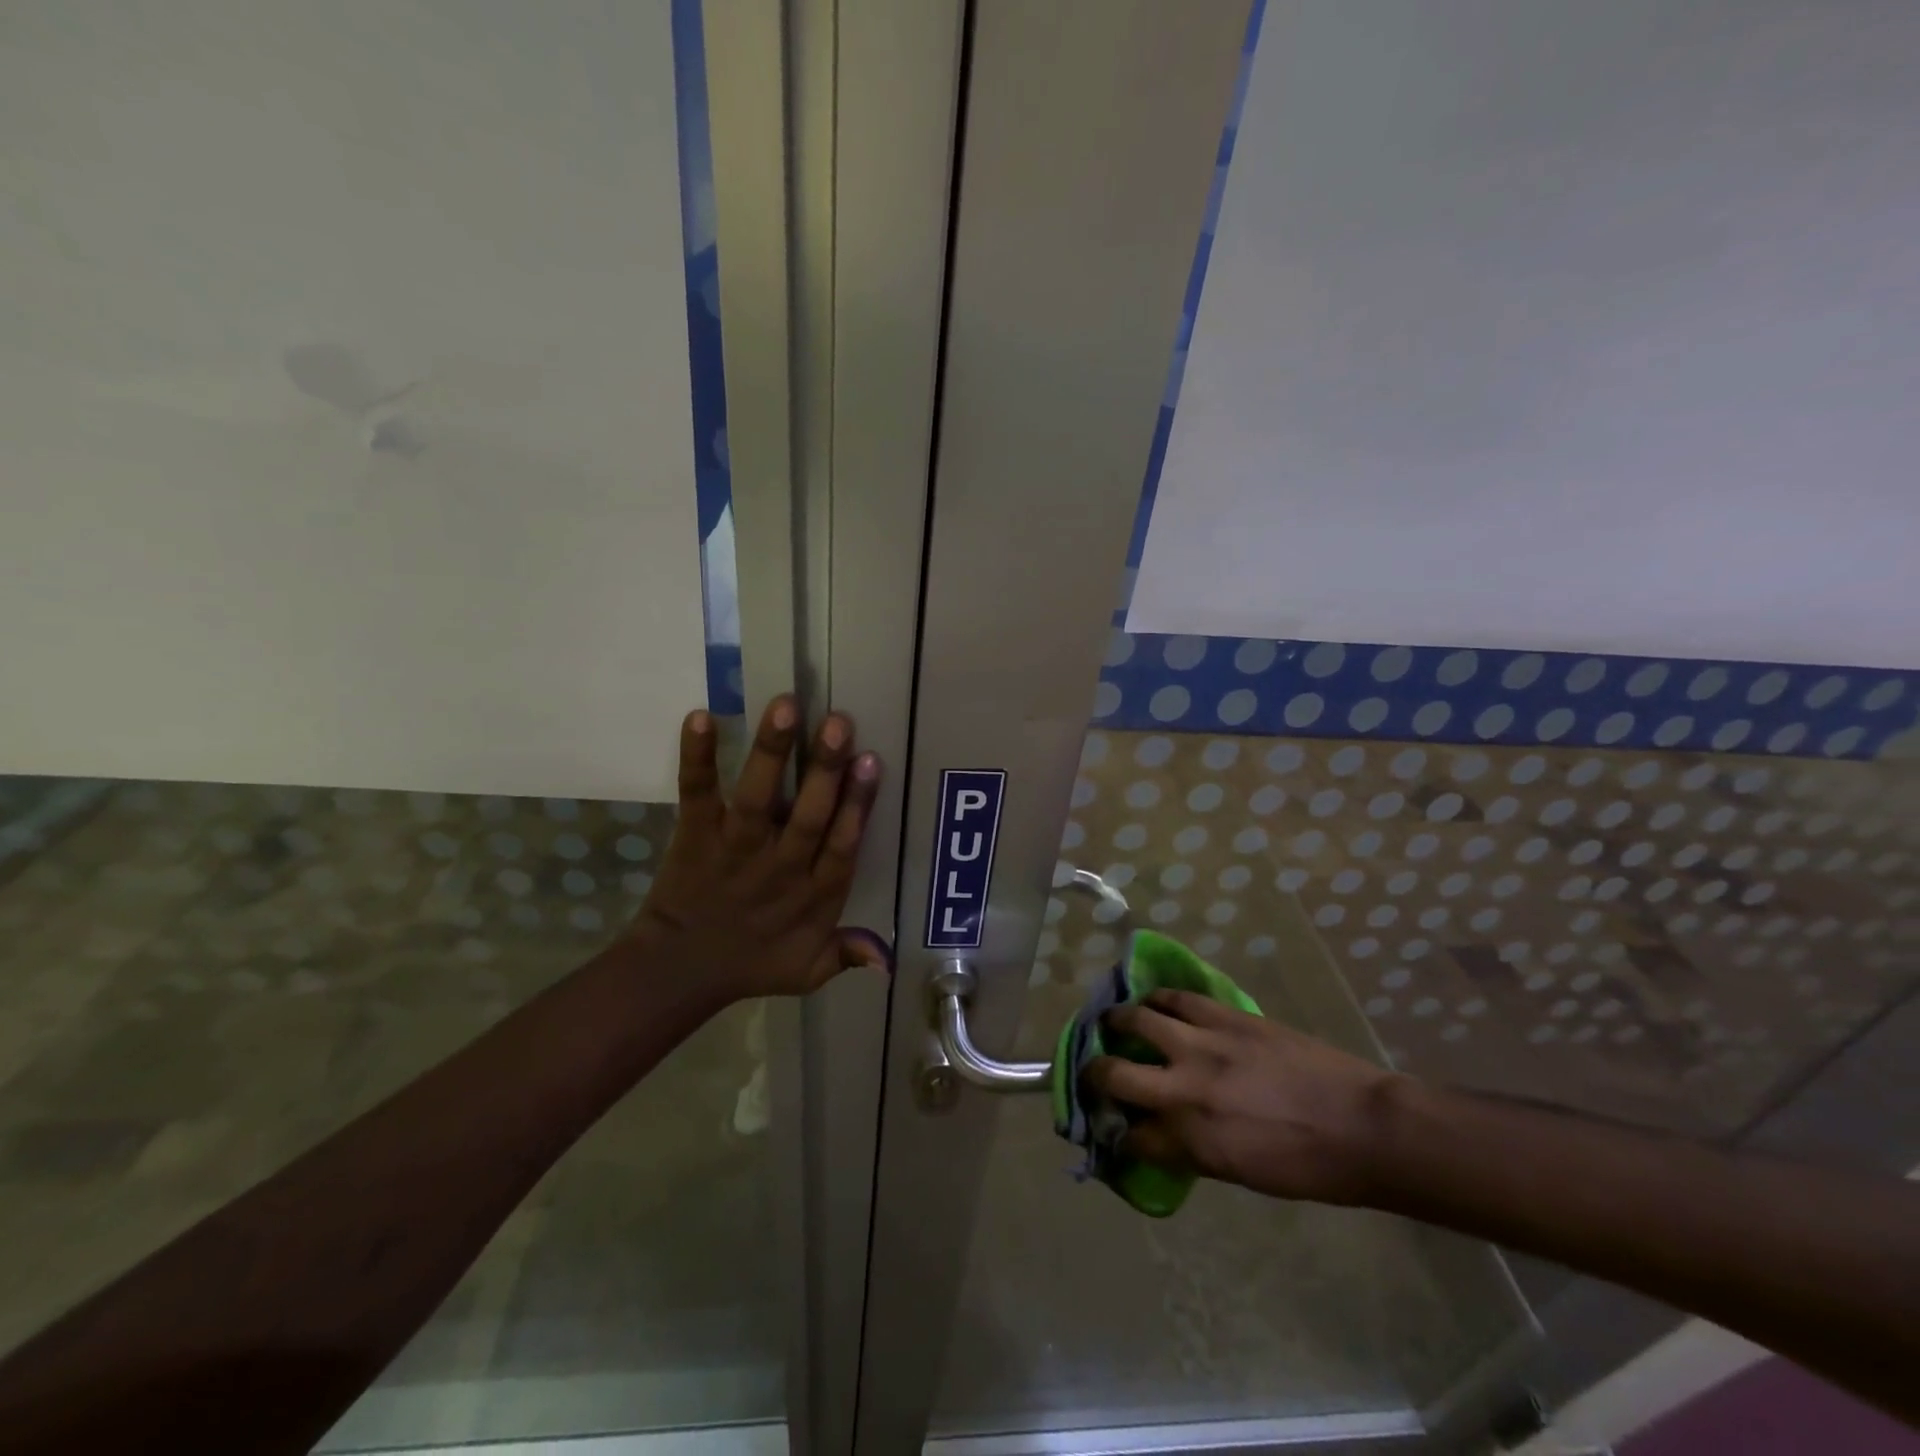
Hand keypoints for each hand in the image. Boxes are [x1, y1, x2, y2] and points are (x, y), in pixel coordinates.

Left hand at [632, 695, 886, 998]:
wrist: (678, 972)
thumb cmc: (752, 964)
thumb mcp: (807, 971)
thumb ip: (847, 955)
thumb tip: (890, 959)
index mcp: (813, 895)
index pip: (841, 846)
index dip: (857, 805)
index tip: (870, 762)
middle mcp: (779, 866)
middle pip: (808, 815)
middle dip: (824, 769)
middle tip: (838, 722)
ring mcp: (735, 849)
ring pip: (757, 799)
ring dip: (771, 752)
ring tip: (785, 706)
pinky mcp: (696, 836)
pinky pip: (697, 794)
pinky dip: (697, 758)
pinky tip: (699, 718)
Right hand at [1083, 990, 1398, 1205]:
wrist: (1363, 1125)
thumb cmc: (1308, 1166)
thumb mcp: (1239, 1172)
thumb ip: (1190, 1149)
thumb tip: (1158, 1133)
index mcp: (1191, 1139)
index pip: (1130, 1135)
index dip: (1115, 1131)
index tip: (1110, 1125)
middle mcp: (1186, 1088)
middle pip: (1114, 1074)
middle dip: (1094, 1074)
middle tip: (1094, 1070)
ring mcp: (1204, 1044)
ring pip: (1137, 1019)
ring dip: (1117, 1021)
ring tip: (1113, 1021)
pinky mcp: (1227, 1016)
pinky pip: (1177, 998)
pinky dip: (1158, 999)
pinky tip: (1155, 1003)